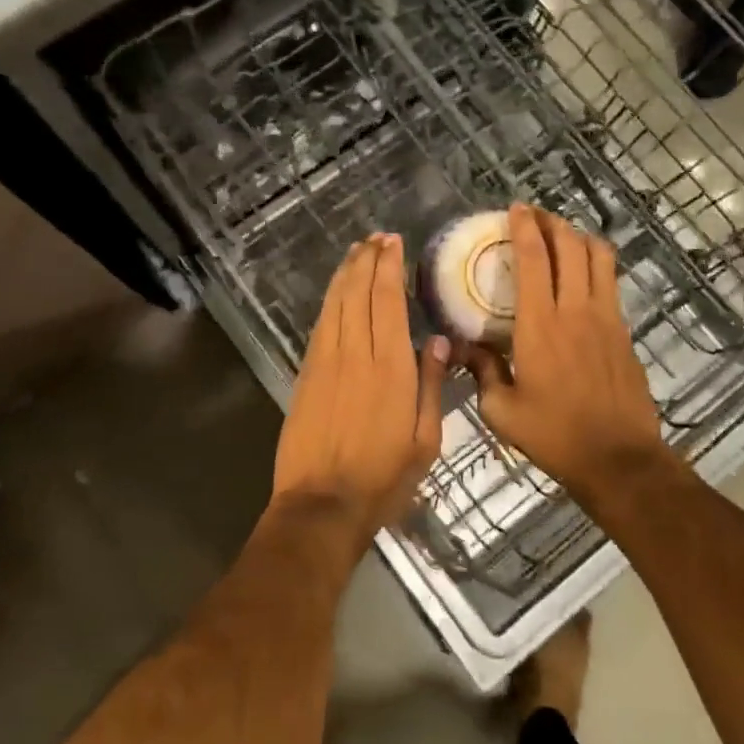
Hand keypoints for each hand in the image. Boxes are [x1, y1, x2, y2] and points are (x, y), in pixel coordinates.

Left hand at [273, 234, 449, 538]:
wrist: (321, 505)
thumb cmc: (383, 479)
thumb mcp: (425, 441)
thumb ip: (432, 387)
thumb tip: (437, 342)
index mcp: (390, 368)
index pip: (386, 302)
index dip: (388, 268)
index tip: (392, 243)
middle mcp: (354, 354)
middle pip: (357, 293)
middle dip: (367, 261)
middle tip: (376, 238)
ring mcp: (324, 362)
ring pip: (334, 304)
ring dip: (345, 274)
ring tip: (356, 252)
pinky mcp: (305, 375)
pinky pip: (319, 326)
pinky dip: (329, 301)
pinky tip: (336, 293)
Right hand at [462, 205, 674, 508]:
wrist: (618, 458)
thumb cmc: (554, 434)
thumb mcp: (501, 411)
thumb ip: (482, 371)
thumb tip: (465, 347)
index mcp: (540, 325)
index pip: (535, 258)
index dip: (525, 227)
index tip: (516, 209)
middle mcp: (576, 310)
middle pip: (571, 246)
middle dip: (553, 222)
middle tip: (535, 216)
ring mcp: (607, 318)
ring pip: (599, 257)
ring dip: (579, 237)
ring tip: (562, 235)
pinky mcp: (625, 332)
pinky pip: (611, 283)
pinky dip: (596, 265)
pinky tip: (583, 275)